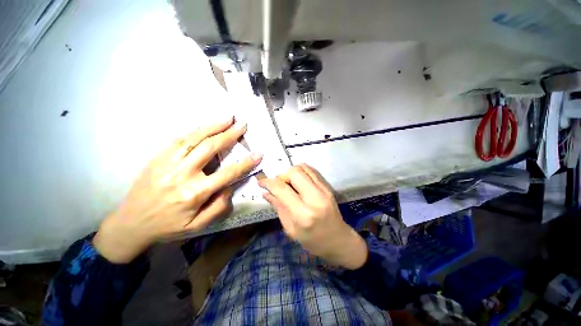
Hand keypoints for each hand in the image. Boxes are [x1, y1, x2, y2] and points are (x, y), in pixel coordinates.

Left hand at [93, 117, 261, 262]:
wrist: (131, 223)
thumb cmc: (168, 226)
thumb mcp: (198, 225)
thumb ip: (219, 207)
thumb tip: (230, 186)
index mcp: (195, 192)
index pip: (227, 173)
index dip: (245, 163)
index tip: (258, 153)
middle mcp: (182, 174)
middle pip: (211, 148)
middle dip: (230, 135)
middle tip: (242, 125)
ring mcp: (168, 162)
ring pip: (194, 138)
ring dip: (213, 126)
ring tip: (227, 118)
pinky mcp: (158, 157)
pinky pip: (179, 139)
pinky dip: (195, 131)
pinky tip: (206, 127)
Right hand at [258, 164, 366, 269]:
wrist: (338, 240)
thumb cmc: (313, 241)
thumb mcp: (291, 229)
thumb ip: (278, 207)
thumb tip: (265, 192)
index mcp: (303, 214)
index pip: (282, 189)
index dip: (268, 182)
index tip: (261, 182)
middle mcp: (315, 198)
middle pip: (294, 172)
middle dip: (281, 175)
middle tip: (278, 185)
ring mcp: (324, 190)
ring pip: (303, 168)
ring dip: (291, 172)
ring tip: (287, 183)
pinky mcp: (327, 187)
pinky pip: (311, 171)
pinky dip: (300, 172)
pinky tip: (297, 181)